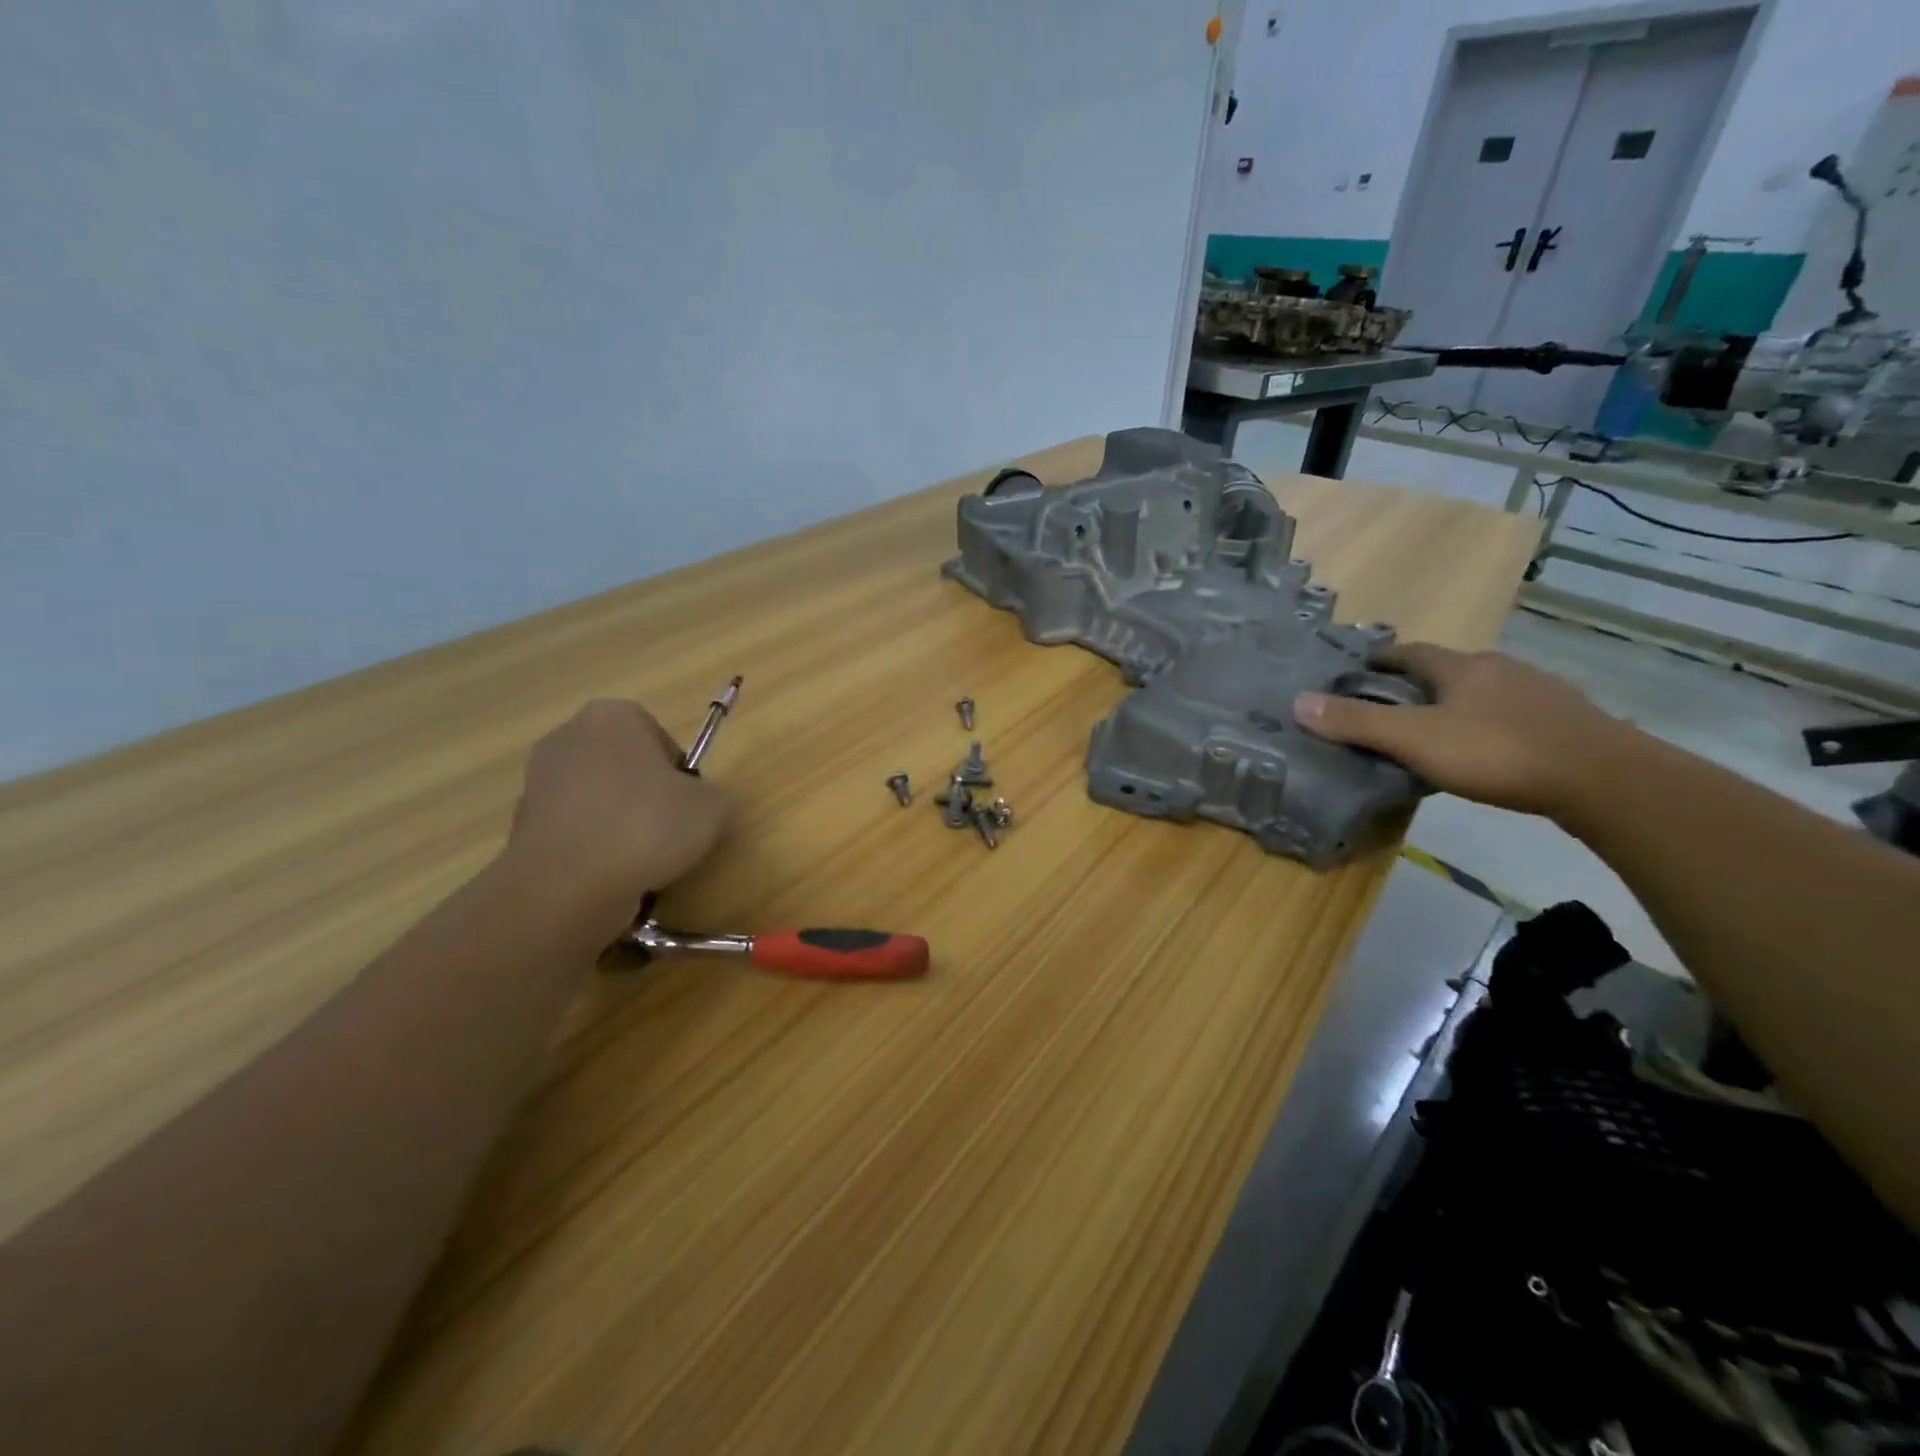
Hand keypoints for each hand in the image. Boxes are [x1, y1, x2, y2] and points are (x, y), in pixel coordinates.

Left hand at [506, 699, 729, 927]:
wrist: (567, 885)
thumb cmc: (646, 826)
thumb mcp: (713, 808)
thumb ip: (714, 796)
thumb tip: (700, 805)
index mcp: (612, 716)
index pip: (658, 736)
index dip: (679, 772)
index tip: (687, 803)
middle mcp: (567, 737)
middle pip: (624, 765)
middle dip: (645, 795)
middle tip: (668, 829)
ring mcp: (537, 782)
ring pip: (598, 799)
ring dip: (618, 823)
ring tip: (640, 859)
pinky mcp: (520, 825)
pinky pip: (574, 831)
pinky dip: (592, 848)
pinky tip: (608, 874)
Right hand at [1294, 644, 1643, 816]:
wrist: (1606, 780)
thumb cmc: (1499, 751)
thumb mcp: (1415, 740)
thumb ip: (1357, 723)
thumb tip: (1297, 702)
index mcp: (1461, 666)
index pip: (1410, 652)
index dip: (1380, 659)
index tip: (1356, 673)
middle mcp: (1500, 669)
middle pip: (1446, 670)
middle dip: (1415, 685)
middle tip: (1386, 710)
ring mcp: (1539, 694)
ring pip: (1482, 693)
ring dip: (1454, 706)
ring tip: (1432, 734)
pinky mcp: (1566, 723)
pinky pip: (1512, 716)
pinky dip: (1488, 727)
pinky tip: (1485, 752)